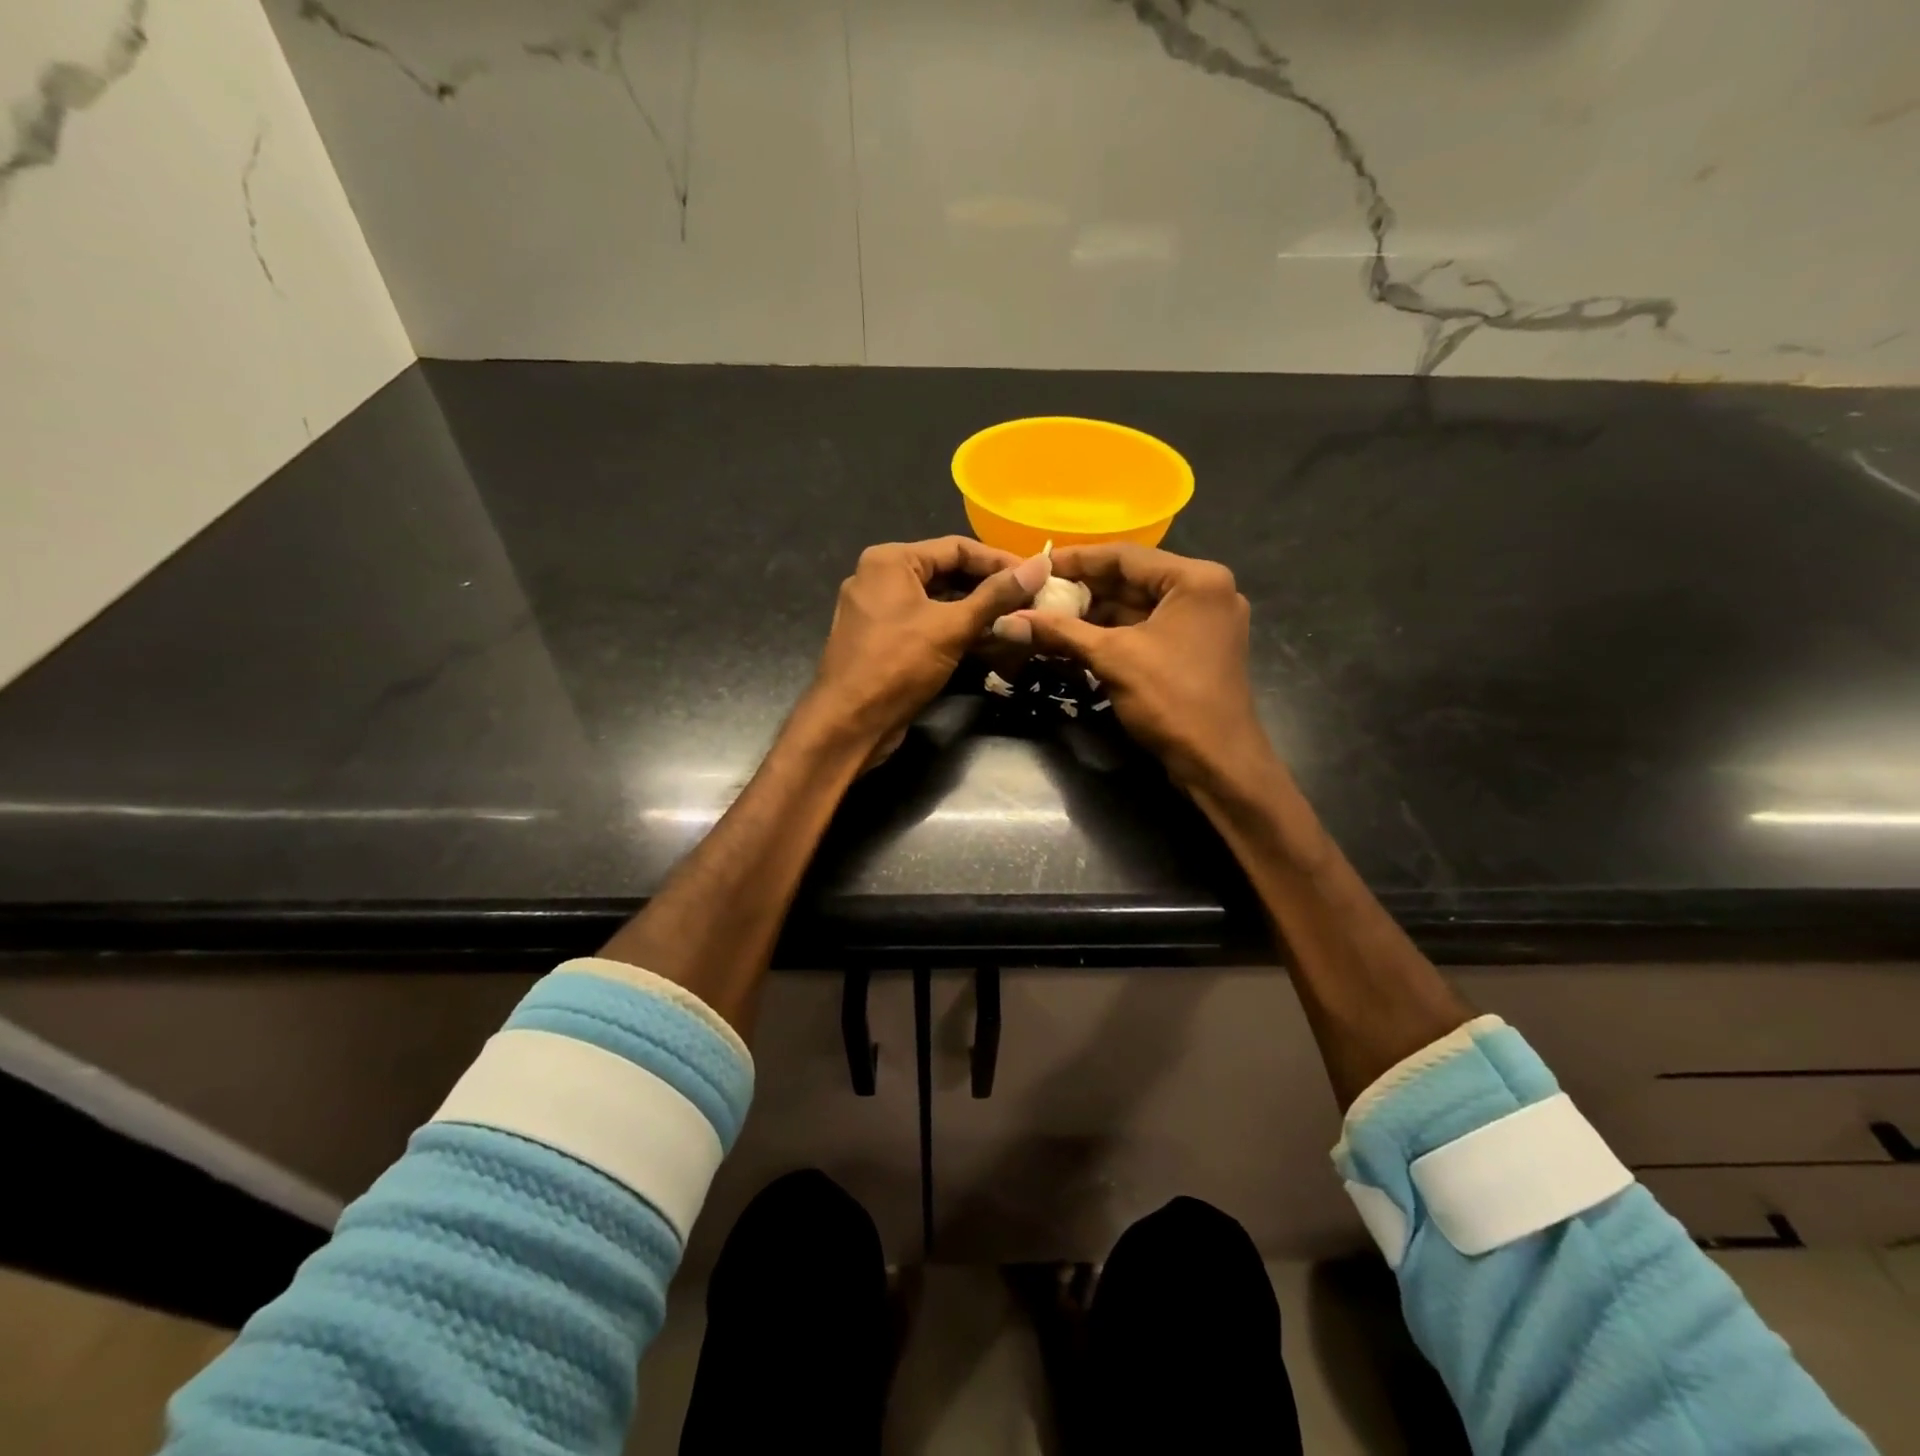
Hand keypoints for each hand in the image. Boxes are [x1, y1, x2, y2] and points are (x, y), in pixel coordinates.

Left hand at [808, 536, 1050, 757]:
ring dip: (975, 611)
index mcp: (890, 561)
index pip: (956, 548)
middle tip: (1031, 599)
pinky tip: (988, 641)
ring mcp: (878, 611)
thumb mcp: (951, 627)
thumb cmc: (898, 665)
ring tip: (1017, 620)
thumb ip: (996, 595)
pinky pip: (925, 624)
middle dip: (989, 587)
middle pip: (946, 573)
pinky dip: (954, 630)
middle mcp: (879, 578)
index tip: (1036, 575)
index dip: (1000, 561)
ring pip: (937, 602)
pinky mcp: (882, 640)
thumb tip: (1040, 565)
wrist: (849, 723)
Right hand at [1015, 544, 1274, 791]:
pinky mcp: (1196, 648)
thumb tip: (1006, 621)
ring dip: (1095, 613)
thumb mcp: (1112, 658)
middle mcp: (1205, 590)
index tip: (1036, 565)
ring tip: (1048, 616)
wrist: (1218, 762)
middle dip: (1083, 589)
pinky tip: (1076, 638)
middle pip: (1132, 580)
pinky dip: (1114, 633)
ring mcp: (1203, 621)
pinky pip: (1148, 628)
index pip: (1125, 556)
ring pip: (1138, 606)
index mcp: (1195, 580)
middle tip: (1037, 593)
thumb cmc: (1171, 700)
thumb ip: (1061, 632)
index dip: (1076, 560)